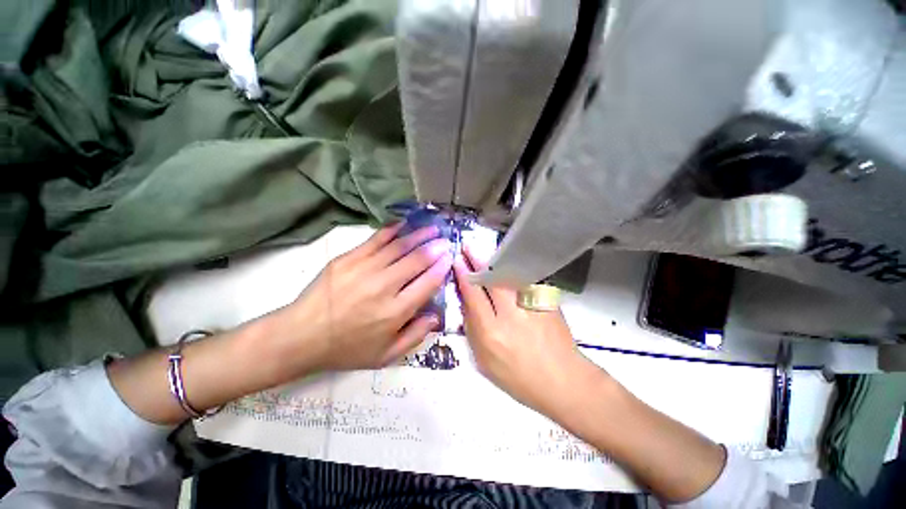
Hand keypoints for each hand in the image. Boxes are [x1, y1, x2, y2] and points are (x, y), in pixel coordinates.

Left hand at [273, 224, 452, 373]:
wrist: (301, 337)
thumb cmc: (346, 349)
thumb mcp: (385, 356)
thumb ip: (415, 336)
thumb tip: (436, 316)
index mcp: (395, 312)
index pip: (427, 283)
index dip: (441, 267)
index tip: (449, 257)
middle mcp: (384, 287)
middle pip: (416, 260)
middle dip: (434, 248)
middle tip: (445, 240)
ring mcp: (364, 269)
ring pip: (399, 247)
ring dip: (419, 236)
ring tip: (432, 228)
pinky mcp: (348, 259)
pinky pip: (375, 240)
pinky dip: (392, 230)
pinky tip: (404, 224)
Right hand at [453, 246, 600, 415]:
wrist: (564, 382)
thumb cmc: (520, 379)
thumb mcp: (486, 363)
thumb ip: (473, 332)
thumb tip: (467, 304)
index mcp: (491, 333)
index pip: (473, 295)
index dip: (463, 275)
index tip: (458, 261)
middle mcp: (511, 315)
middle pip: (491, 279)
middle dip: (477, 260)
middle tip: (468, 246)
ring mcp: (532, 306)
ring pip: (510, 275)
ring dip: (495, 262)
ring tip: (485, 253)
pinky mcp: (547, 302)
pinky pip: (526, 280)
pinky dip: (514, 271)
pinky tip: (508, 266)